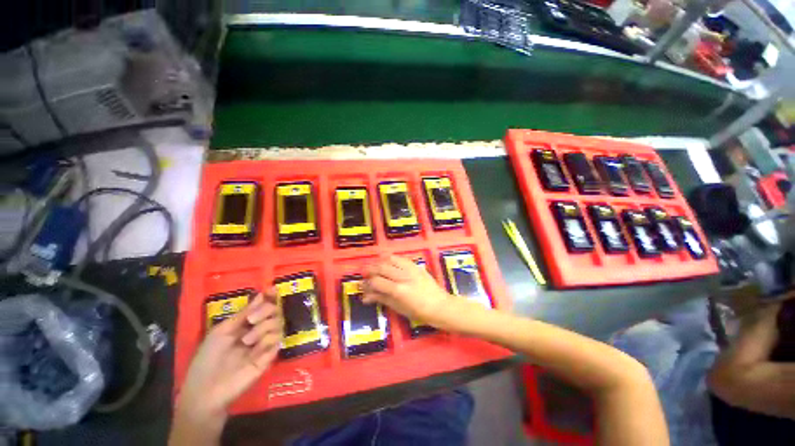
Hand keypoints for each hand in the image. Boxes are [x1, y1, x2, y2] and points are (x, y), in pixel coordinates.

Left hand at [176, 289, 283, 420]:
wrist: (207, 390)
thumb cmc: (208, 359)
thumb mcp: (222, 331)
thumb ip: (243, 314)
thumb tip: (261, 295)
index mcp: (245, 324)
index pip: (263, 306)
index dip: (270, 297)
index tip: (273, 289)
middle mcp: (258, 330)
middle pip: (275, 311)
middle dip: (266, 311)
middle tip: (251, 320)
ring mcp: (265, 344)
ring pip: (278, 323)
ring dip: (263, 328)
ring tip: (247, 341)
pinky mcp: (270, 356)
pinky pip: (278, 340)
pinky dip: (267, 340)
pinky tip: (255, 351)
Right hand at [363, 256, 453, 325]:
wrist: (440, 305)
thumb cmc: (419, 312)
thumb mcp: (398, 308)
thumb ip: (381, 298)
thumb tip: (365, 296)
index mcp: (398, 290)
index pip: (376, 281)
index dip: (367, 283)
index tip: (362, 286)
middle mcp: (403, 276)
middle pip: (381, 267)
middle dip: (370, 270)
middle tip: (365, 274)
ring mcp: (411, 269)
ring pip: (390, 259)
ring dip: (379, 262)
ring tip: (375, 268)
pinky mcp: (416, 265)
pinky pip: (400, 258)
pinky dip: (391, 259)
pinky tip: (388, 264)